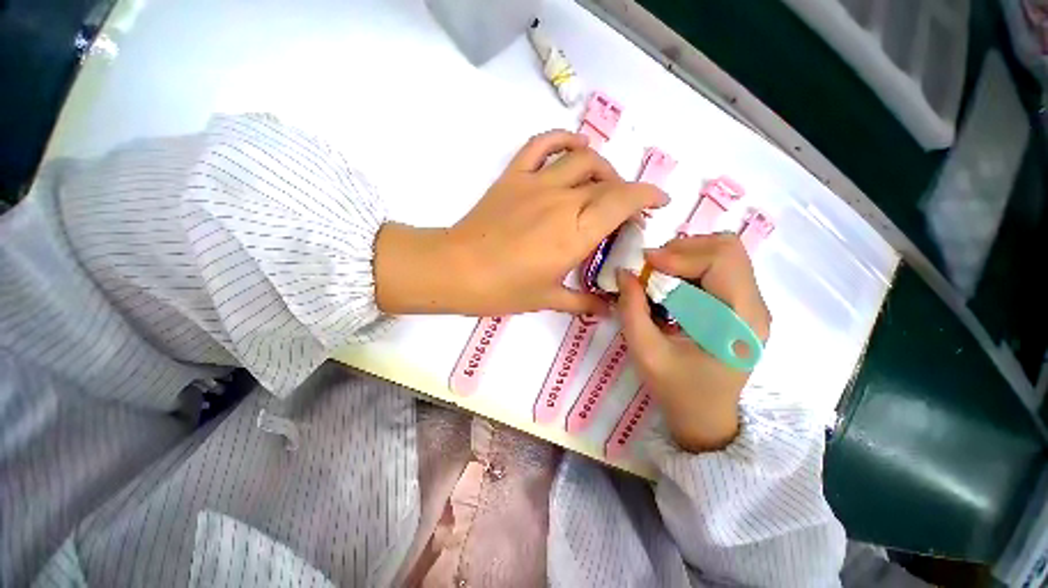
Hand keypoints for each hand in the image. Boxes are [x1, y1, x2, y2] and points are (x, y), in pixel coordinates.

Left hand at [375, 130, 667, 316]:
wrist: (457, 270)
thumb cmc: (503, 289)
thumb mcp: (547, 300)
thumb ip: (582, 302)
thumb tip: (606, 310)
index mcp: (575, 234)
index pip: (623, 202)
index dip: (648, 197)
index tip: (658, 203)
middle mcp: (562, 202)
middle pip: (607, 182)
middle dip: (626, 192)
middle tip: (624, 211)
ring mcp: (537, 183)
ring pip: (583, 158)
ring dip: (602, 167)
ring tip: (603, 184)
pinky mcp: (514, 176)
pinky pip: (543, 144)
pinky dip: (563, 139)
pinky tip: (574, 147)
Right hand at [616, 234, 770, 452]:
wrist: (705, 418)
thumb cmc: (678, 390)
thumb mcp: (646, 352)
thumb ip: (632, 309)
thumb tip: (623, 272)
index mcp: (741, 320)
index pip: (721, 260)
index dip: (679, 254)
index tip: (644, 264)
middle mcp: (755, 305)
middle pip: (727, 248)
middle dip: (682, 250)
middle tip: (650, 268)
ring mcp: (751, 303)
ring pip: (723, 253)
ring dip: (685, 256)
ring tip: (658, 276)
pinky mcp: (740, 305)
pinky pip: (717, 268)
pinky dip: (689, 267)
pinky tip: (671, 286)